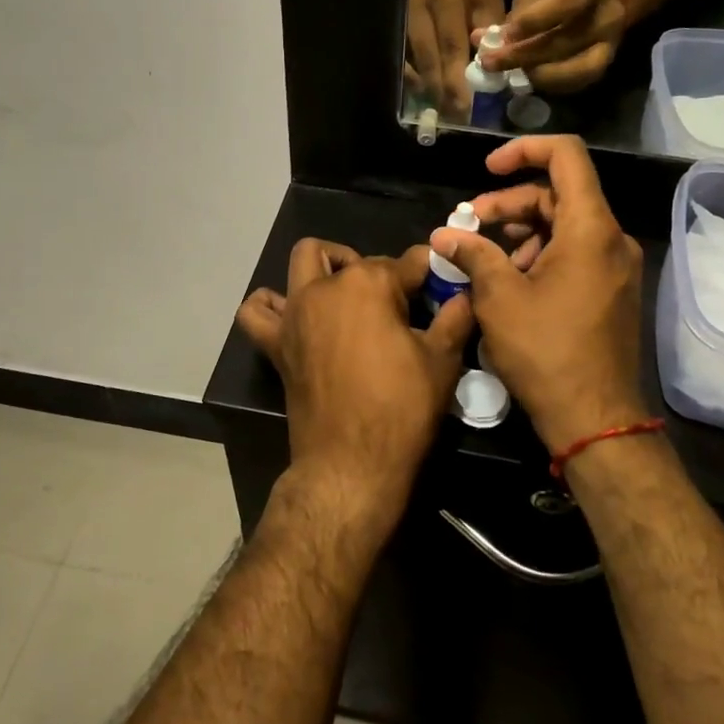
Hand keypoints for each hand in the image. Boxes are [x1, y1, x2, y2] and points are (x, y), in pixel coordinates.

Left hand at [235, 240, 475, 531]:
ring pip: (303, 263)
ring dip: (325, 269)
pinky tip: (293, 315)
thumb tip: (465, 294)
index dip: (428, 273)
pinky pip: (258, 311)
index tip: (441, 286)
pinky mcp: (276, 342)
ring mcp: (295, 313)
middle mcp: (325, 288)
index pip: (407, 262)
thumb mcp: (442, 361)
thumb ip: (455, 318)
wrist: (351, 465)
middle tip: (396, 303)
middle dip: (376, 268)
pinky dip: (271, 305)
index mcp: (368, 284)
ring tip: (346, 297)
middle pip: (353, 258)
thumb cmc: (401, 409)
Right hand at [406, 0, 505, 117]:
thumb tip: (490, 73)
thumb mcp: (492, 4)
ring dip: (426, 89)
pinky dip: (413, 80)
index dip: (457, 80)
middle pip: (428, 58)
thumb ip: (492, 36)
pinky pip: (401, 61)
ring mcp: (401, 17)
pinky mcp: (395, 26)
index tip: (465, 107)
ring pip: (411, 62)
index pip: (451, 46)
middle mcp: (418, 6)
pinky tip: (426, 94)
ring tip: (442, 110)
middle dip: (441, 91)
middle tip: (454, 117)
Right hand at [430, 136, 648, 455]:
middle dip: (510, 202)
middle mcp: (611, 239)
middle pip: (559, 194)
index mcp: (590, 229)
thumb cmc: (545, 352)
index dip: (523, 151)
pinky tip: (511, 281)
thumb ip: (473, 254)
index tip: (487, 170)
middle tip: (471, 223)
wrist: (595, 418)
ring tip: (486, 258)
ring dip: (522, 231)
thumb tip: (444, 235)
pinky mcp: (611, 290)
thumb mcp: (499, 297)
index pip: (565, 157)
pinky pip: (575, 252)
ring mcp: (616, 266)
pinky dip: (540, 254)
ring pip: (565, 225)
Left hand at [475, 0, 628, 93]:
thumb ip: (515, 14)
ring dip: (534, 75)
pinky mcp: (603, 67)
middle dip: (521, 56)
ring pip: (572, 70)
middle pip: (563, 43)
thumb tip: (479, 39)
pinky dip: (547, 84)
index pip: (566, 4)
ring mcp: (608, 46)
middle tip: (489, 63)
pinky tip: (525, 79)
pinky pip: (574, 84)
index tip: (504, 34)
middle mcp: (605, 18)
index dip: (534, 21)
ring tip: (506, 74)